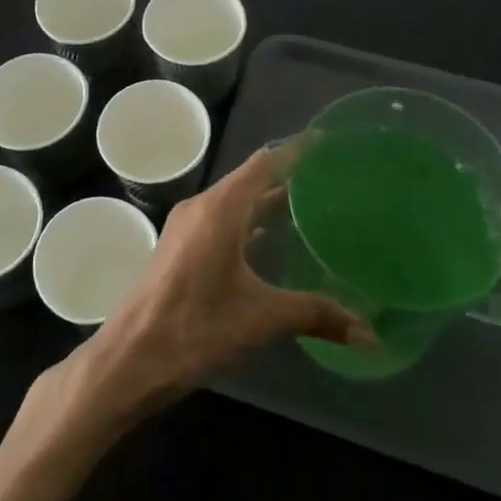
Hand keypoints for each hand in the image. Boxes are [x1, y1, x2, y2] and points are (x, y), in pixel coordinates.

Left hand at [64, 146, 375, 423]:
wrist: (130, 357)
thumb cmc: (195, 327)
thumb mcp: (260, 318)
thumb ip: (315, 315)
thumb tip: (371, 335)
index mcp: (220, 209)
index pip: (264, 163)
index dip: (295, 150)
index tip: (326, 142)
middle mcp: (202, 207)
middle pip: (250, 179)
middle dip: (286, 176)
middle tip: (328, 178)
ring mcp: (187, 227)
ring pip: (234, 202)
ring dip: (266, 201)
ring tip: (308, 206)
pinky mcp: (180, 247)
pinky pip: (221, 220)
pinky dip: (248, 221)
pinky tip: (269, 240)